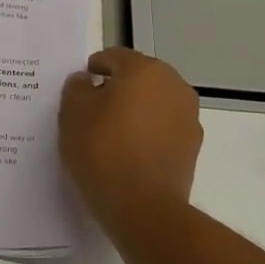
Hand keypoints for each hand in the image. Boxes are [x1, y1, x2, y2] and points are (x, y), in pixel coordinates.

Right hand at [59, 48, 201, 226]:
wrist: (143, 206)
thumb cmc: (102, 151)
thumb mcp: (72, 114)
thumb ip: (76, 88)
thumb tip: (86, 81)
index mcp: (144, 70)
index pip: (115, 57)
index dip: (94, 67)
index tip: (81, 84)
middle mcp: (174, 85)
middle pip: (139, 77)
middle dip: (117, 88)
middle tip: (93, 109)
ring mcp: (188, 116)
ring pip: (154, 103)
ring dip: (136, 110)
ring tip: (111, 133)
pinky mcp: (192, 146)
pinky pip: (164, 128)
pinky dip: (148, 132)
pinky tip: (129, 152)